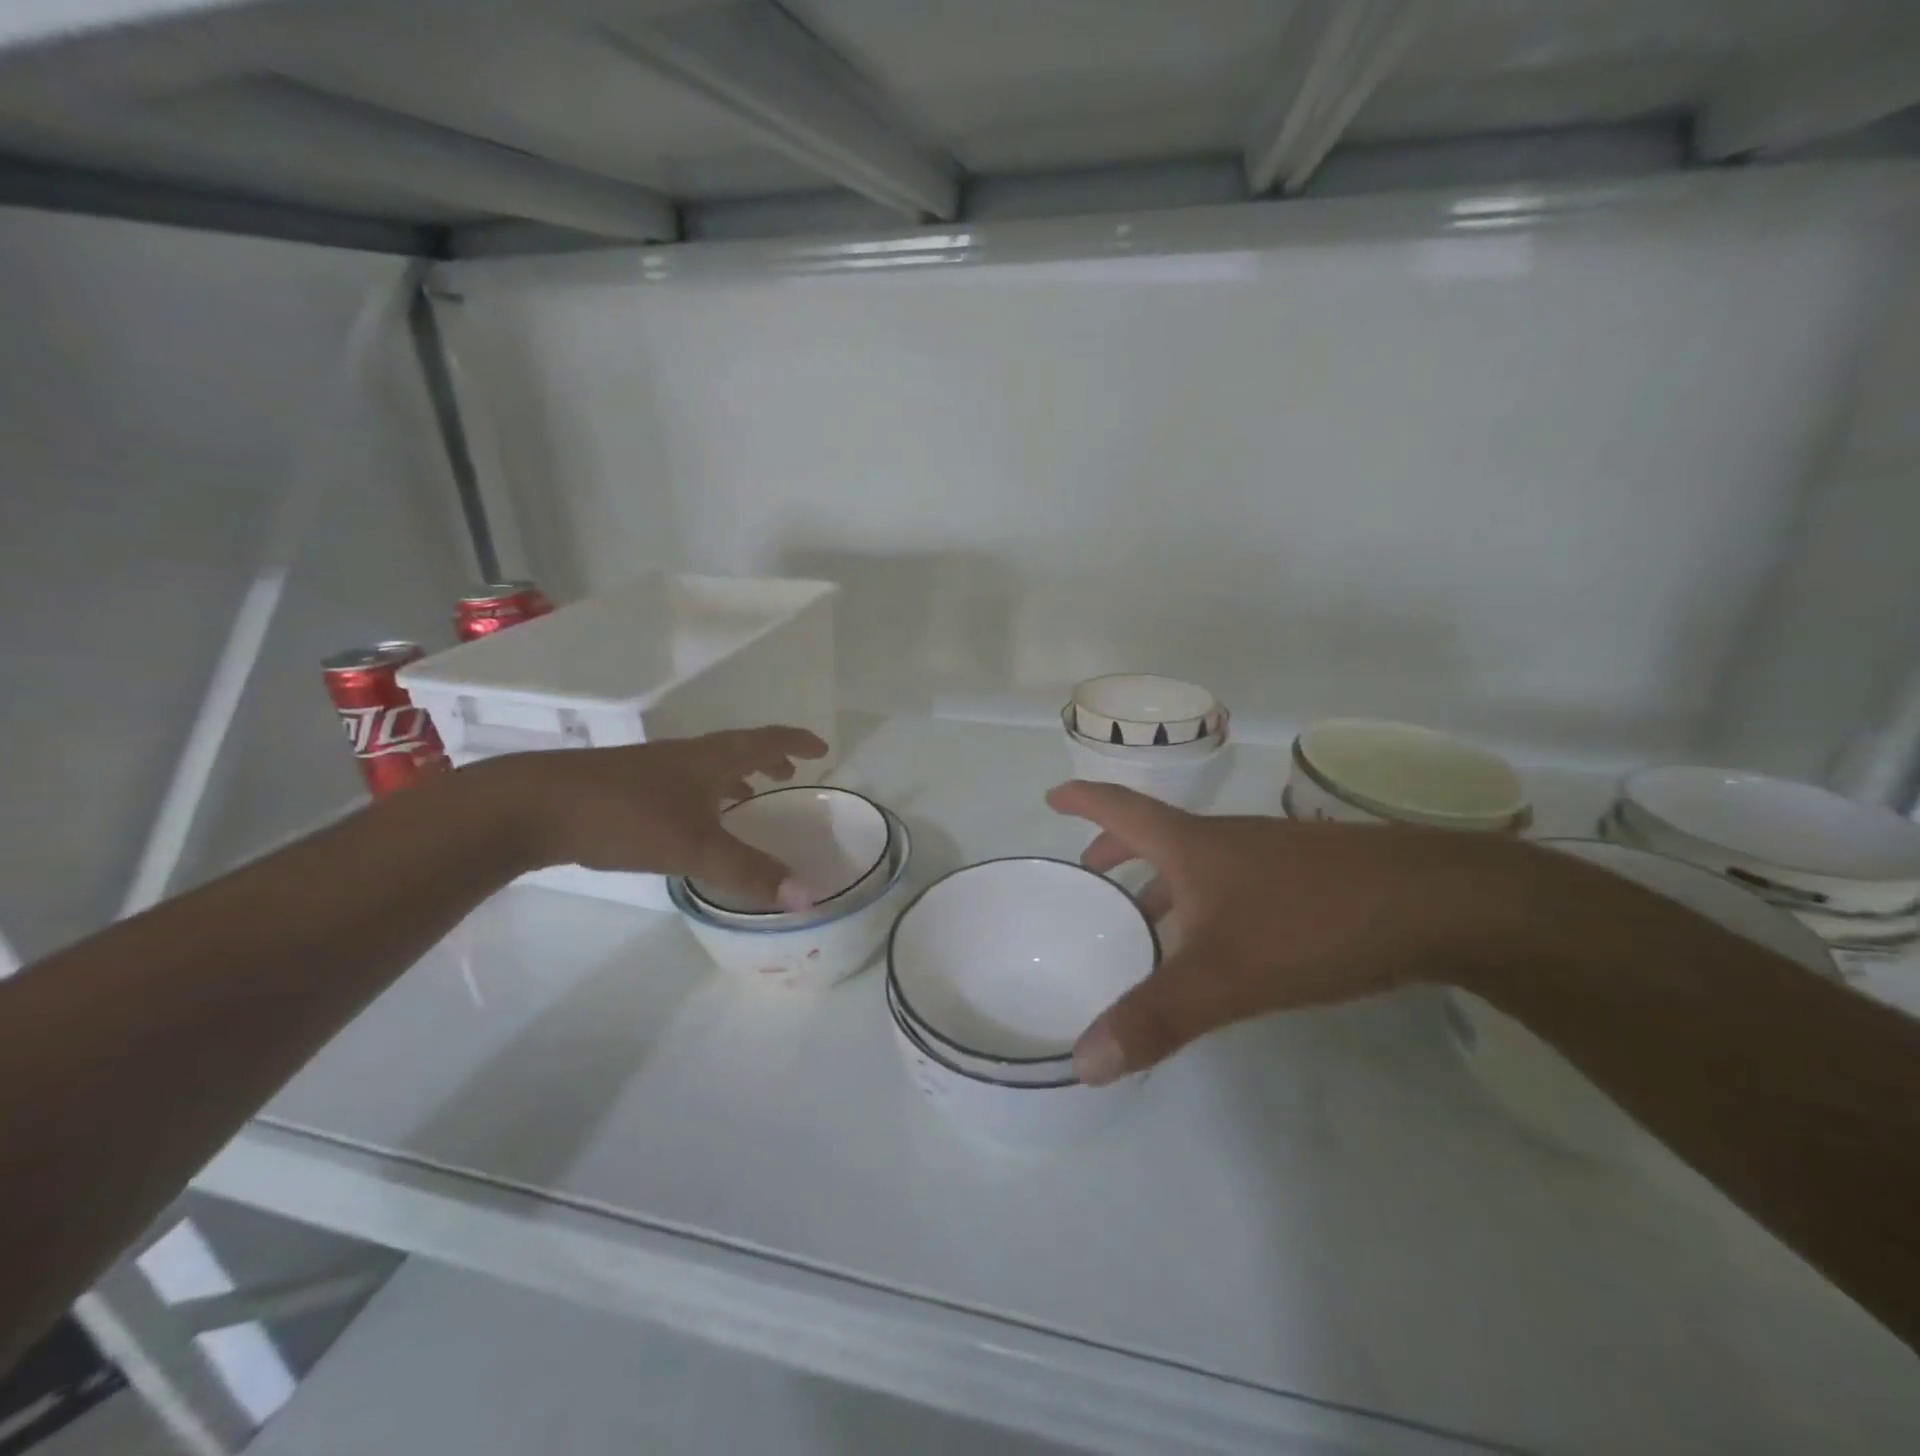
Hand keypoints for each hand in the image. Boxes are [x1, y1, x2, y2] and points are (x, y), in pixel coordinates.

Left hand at [479, 726, 829, 906]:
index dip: (796, 742)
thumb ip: (750, 873)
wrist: (533, 806)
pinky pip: (681, 781)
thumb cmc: (625, 816)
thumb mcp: (695, 848)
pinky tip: (690, 818)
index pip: (765, 741)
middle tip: (790, 774)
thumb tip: (807, 898)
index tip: (821, 748)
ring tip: (748, 795)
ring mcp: (651, 768)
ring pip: (706, 765)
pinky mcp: (624, 785)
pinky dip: (703, 792)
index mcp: (710, 759)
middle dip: (768, 758)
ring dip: (734, 775)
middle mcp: (684, 755)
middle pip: (737, 748)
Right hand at [1047, 781, 1515, 1084]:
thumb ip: (1154, 1019)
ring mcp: (1272, 855)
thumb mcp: (1223, 978)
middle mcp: (1226, 840)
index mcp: (1192, 846)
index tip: (1051, 798)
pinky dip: (1206, 897)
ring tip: (1147, 916)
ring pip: (1199, 859)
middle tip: (1090, 871)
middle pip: (1156, 833)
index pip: (1120, 808)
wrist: (1441, 903)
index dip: (1082, 801)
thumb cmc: (1312, 923)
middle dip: (1116, 848)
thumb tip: (1082, 1062)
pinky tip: (1225, 937)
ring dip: (1163, 878)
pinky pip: (1236, 879)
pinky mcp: (1310, 877)